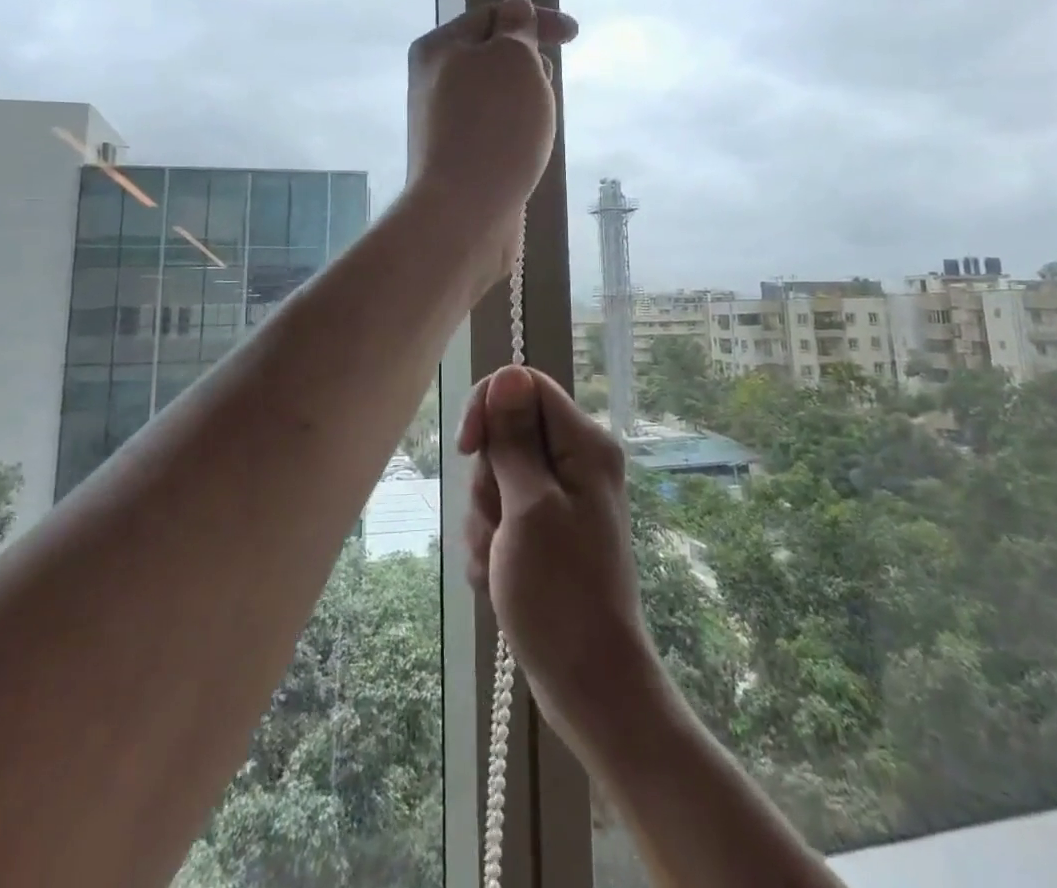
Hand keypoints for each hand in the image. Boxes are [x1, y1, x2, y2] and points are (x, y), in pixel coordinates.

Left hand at [405, 0, 575, 286]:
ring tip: (536, 124)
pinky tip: (527, 150)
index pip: (492, 15)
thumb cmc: (494, 125)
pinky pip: (496, 130)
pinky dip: (517, 131)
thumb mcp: (512, 58)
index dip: (535, 18)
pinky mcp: (458, 158)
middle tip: (543, 87)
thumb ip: (517, 28)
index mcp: (438, 49)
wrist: (465, 211)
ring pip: (498, 96)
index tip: (574, 35)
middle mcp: (434, 82)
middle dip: (530, 64)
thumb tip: (515, 10)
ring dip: (526, 100)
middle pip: (493, 57)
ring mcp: (444, 123)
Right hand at [458, 367, 660, 753]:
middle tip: (501, 527)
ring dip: (485, 521)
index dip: (488, 407)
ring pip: (496, 479)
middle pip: (505, 435)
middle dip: (487, 482)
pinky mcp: (544, 529)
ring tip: (501, 562)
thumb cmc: (560, 594)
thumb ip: (515, 438)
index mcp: (583, 443)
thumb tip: (508, 373)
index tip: (468, 450)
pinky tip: (499, 578)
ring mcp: (559, 497)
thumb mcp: (529, 507)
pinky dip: (491, 545)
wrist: (588, 682)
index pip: (524, 385)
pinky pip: (500, 515)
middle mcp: (575, 461)